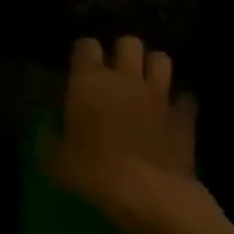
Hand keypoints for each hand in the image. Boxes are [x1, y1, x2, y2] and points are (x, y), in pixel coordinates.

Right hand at [48, 36, 214, 233]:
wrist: (147, 192)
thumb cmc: (93, 172)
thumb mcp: (55, 162)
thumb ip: (49, 142)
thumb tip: (47, 134)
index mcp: (90, 81)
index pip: (86, 45)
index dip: (83, 52)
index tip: (80, 66)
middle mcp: (126, 78)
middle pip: (129, 42)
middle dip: (123, 52)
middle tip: (116, 72)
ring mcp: (159, 94)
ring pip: (161, 59)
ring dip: (153, 67)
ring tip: (146, 83)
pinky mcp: (184, 116)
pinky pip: (185, 98)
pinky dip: (179, 103)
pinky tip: (172, 114)